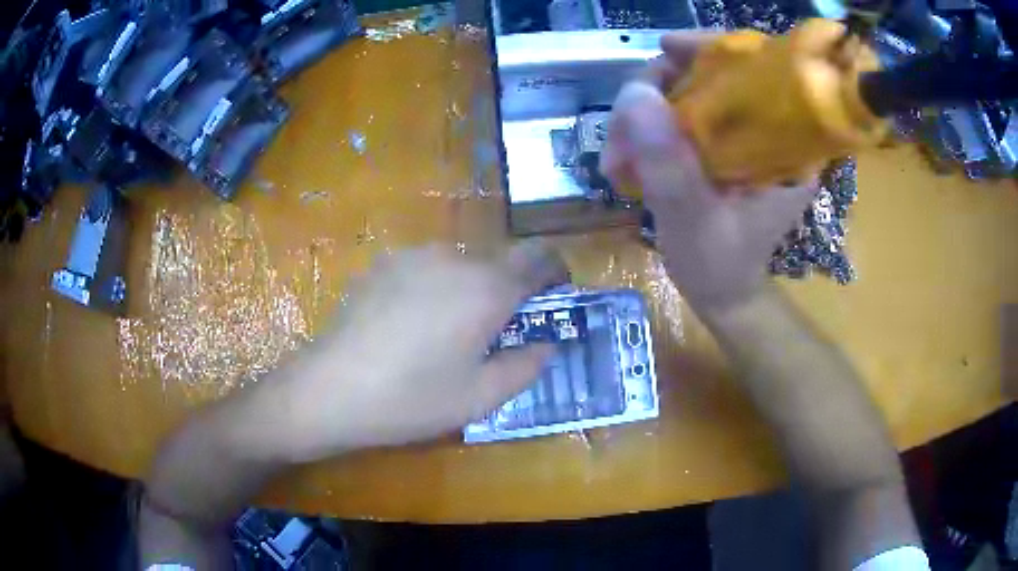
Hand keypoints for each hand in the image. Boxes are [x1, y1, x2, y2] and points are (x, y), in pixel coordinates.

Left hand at [276, 242, 566, 460]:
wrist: (329, 390)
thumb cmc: (411, 399)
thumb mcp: (481, 398)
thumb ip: (526, 367)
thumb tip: (546, 344)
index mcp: (486, 288)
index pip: (539, 258)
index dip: (556, 273)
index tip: (555, 298)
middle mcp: (454, 259)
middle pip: (500, 260)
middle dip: (510, 290)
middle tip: (498, 331)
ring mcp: (413, 256)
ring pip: (462, 264)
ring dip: (471, 288)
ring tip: (449, 332)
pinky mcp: (383, 264)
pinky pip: (427, 268)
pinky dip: (437, 287)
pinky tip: (411, 325)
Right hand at [600, 33, 816, 311]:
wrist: (725, 294)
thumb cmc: (721, 267)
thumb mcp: (696, 221)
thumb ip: (670, 166)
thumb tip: (635, 96)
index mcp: (787, 144)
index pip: (757, 69)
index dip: (711, 49)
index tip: (665, 49)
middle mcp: (770, 132)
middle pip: (715, 76)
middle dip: (661, 91)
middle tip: (623, 124)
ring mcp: (744, 139)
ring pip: (691, 96)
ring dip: (646, 117)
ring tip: (616, 158)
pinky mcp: (722, 148)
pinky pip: (682, 118)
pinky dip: (650, 131)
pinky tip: (627, 159)